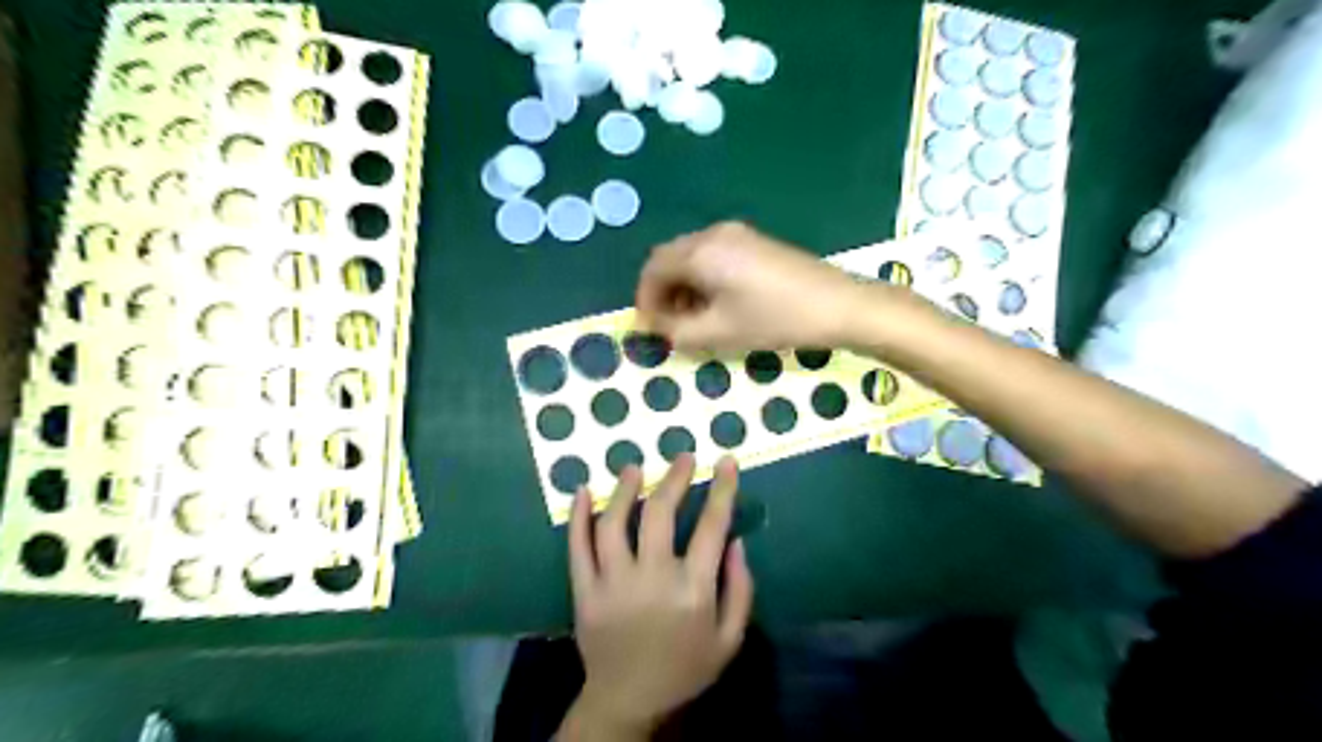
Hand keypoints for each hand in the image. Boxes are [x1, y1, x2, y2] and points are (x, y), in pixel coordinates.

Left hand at [561, 456, 754, 738]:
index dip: (722, 489)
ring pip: (615, 522)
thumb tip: (736, 541)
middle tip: (682, 457)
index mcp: (692, 590)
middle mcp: (652, 578)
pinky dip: (578, 516)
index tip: (726, 461)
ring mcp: (613, 583)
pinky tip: (582, 491)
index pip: (712, 526)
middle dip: (674, 478)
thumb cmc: (685, 668)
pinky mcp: (584, 591)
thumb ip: (740, 589)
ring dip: (625, 489)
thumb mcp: (730, 639)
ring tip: (634, 467)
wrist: (628, 702)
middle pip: (661, 513)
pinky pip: (577, 546)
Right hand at [635, 222, 873, 350]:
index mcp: (700, 252)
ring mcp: (737, 234)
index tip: (650, 329)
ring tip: (693, 319)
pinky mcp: (755, 242)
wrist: (837, 305)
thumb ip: (677, 331)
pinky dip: (704, 279)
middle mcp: (713, 234)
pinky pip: (714, 256)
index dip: (645, 299)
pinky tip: (718, 304)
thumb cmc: (773, 320)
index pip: (653, 269)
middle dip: (663, 292)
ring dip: (683, 286)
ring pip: (692, 257)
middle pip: (671, 258)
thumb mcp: (719, 333)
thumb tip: (655, 327)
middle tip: (670, 325)